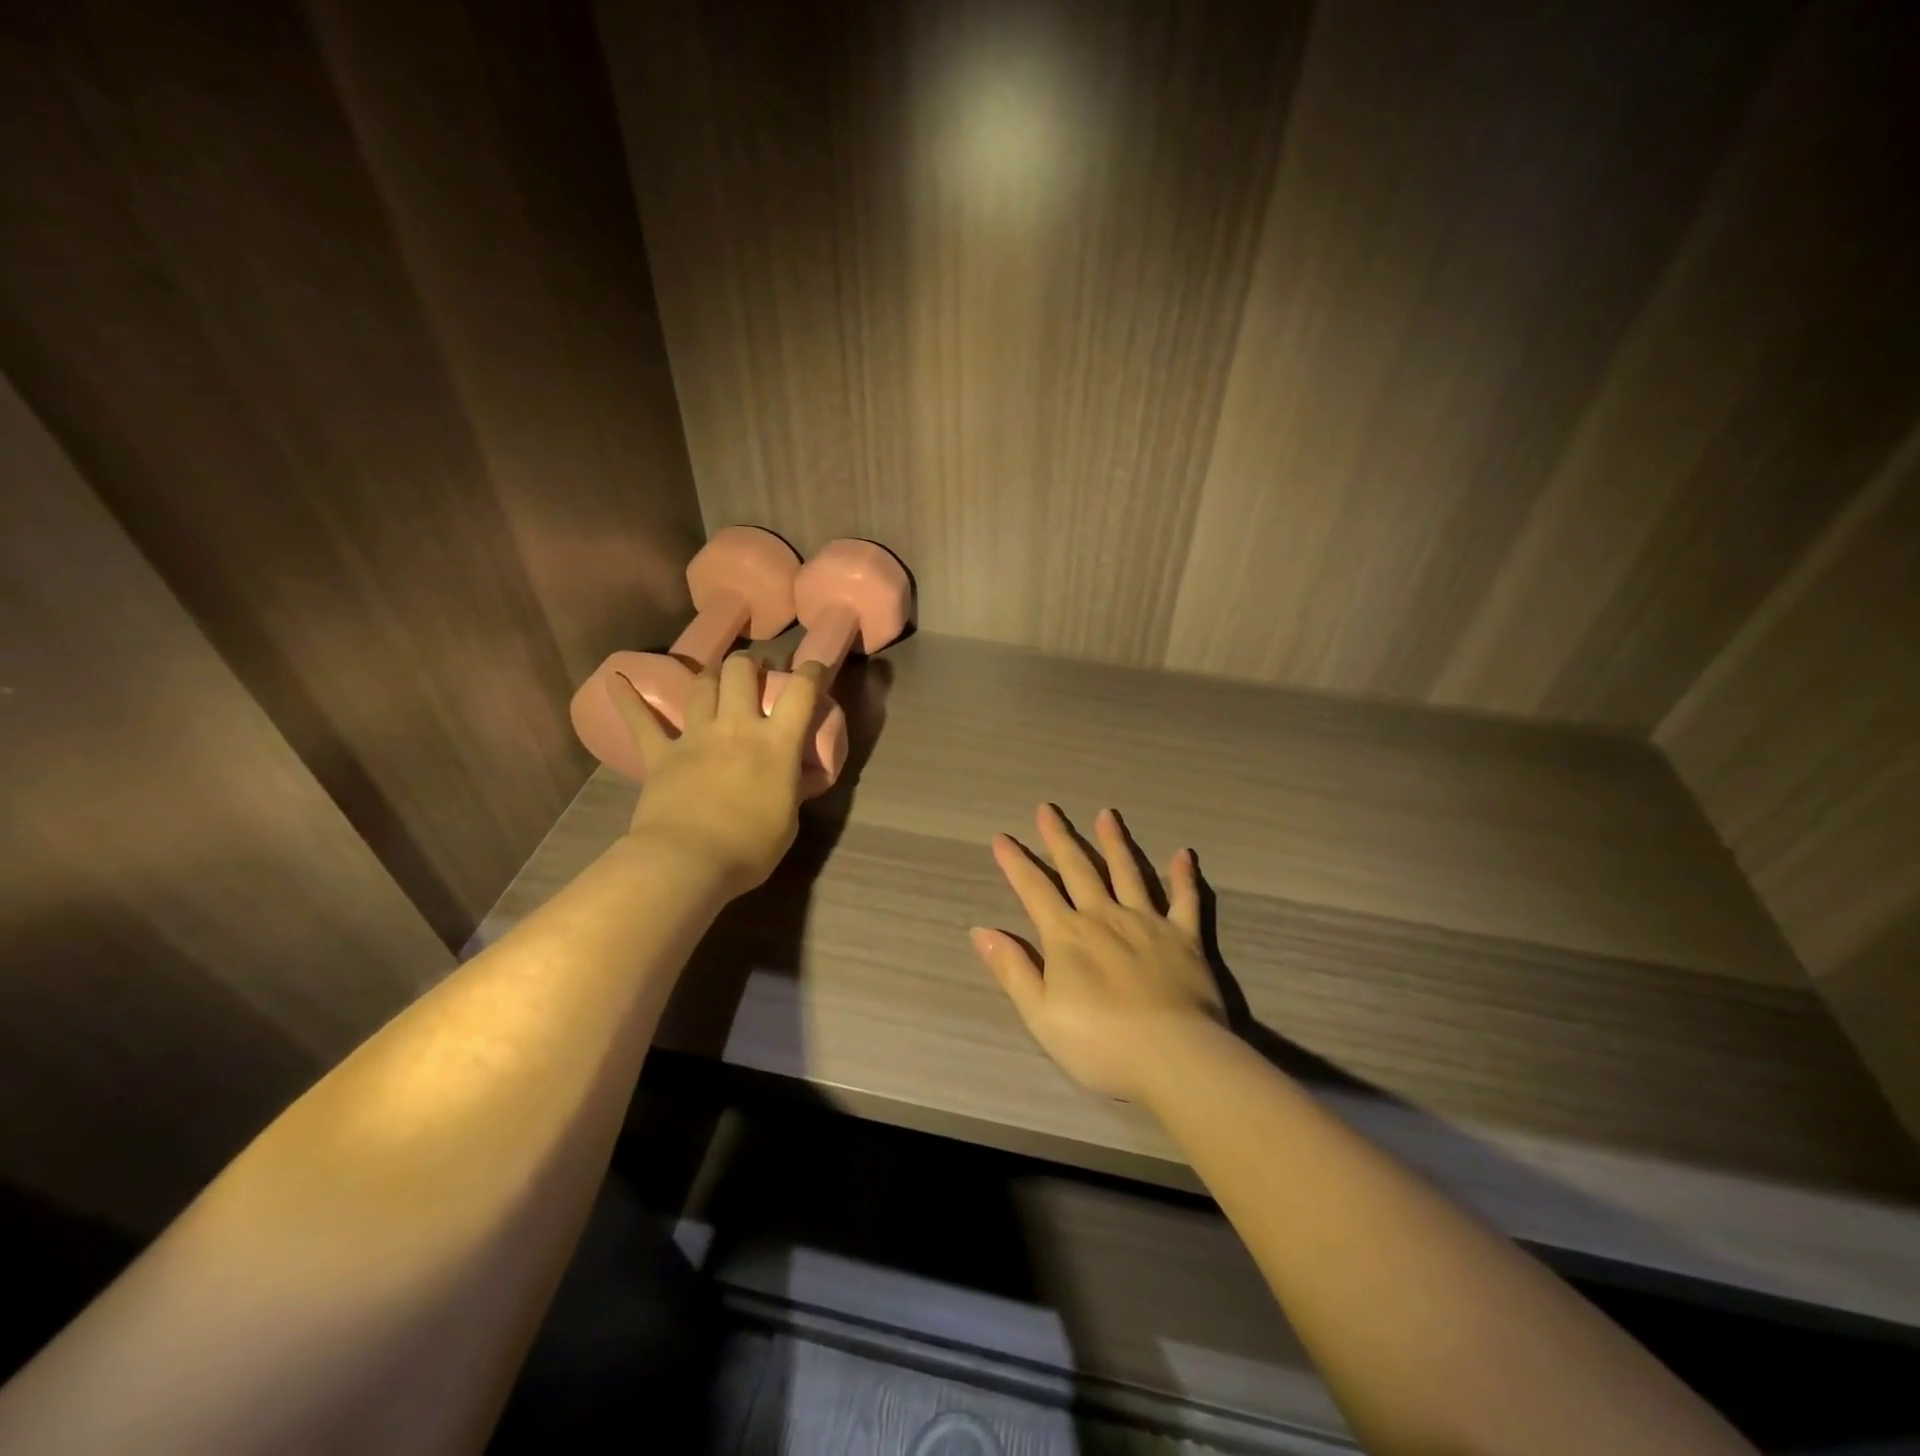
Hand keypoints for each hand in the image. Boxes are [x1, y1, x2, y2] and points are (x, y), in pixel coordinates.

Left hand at [609, 653, 827, 898]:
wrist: (687, 863)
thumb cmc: (749, 848)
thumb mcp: (788, 820)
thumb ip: (791, 789)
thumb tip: (794, 777)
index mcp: (777, 743)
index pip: (801, 692)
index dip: (812, 672)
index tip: (815, 668)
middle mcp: (737, 727)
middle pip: (741, 671)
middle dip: (751, 665)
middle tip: (756, 673)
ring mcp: (695, 736)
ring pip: (702, 685)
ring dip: (711, 675)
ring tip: (717, 678)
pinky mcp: (660, 754)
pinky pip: (641, 721)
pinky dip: (628, 699)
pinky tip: (616, 680)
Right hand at [971, 804, 1226, 1101]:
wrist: (1173, 1057)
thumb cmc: (1099, 1044)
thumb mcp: (1040, 1014)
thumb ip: (1012, 969)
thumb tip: (980, 931)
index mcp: (1068, 936)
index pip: (1034, 890)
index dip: (1016, 863)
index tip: (1002, 838)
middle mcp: (1104, 916)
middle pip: (1079, 869)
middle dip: (1059, 838)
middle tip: (1047, 809)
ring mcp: (1147, 922)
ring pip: (1128, 872)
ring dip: (1115, 842)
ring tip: (1107, 814)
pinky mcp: (1184, 937)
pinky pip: (1185, 899)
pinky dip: (1184, 876)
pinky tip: (1183, 853)